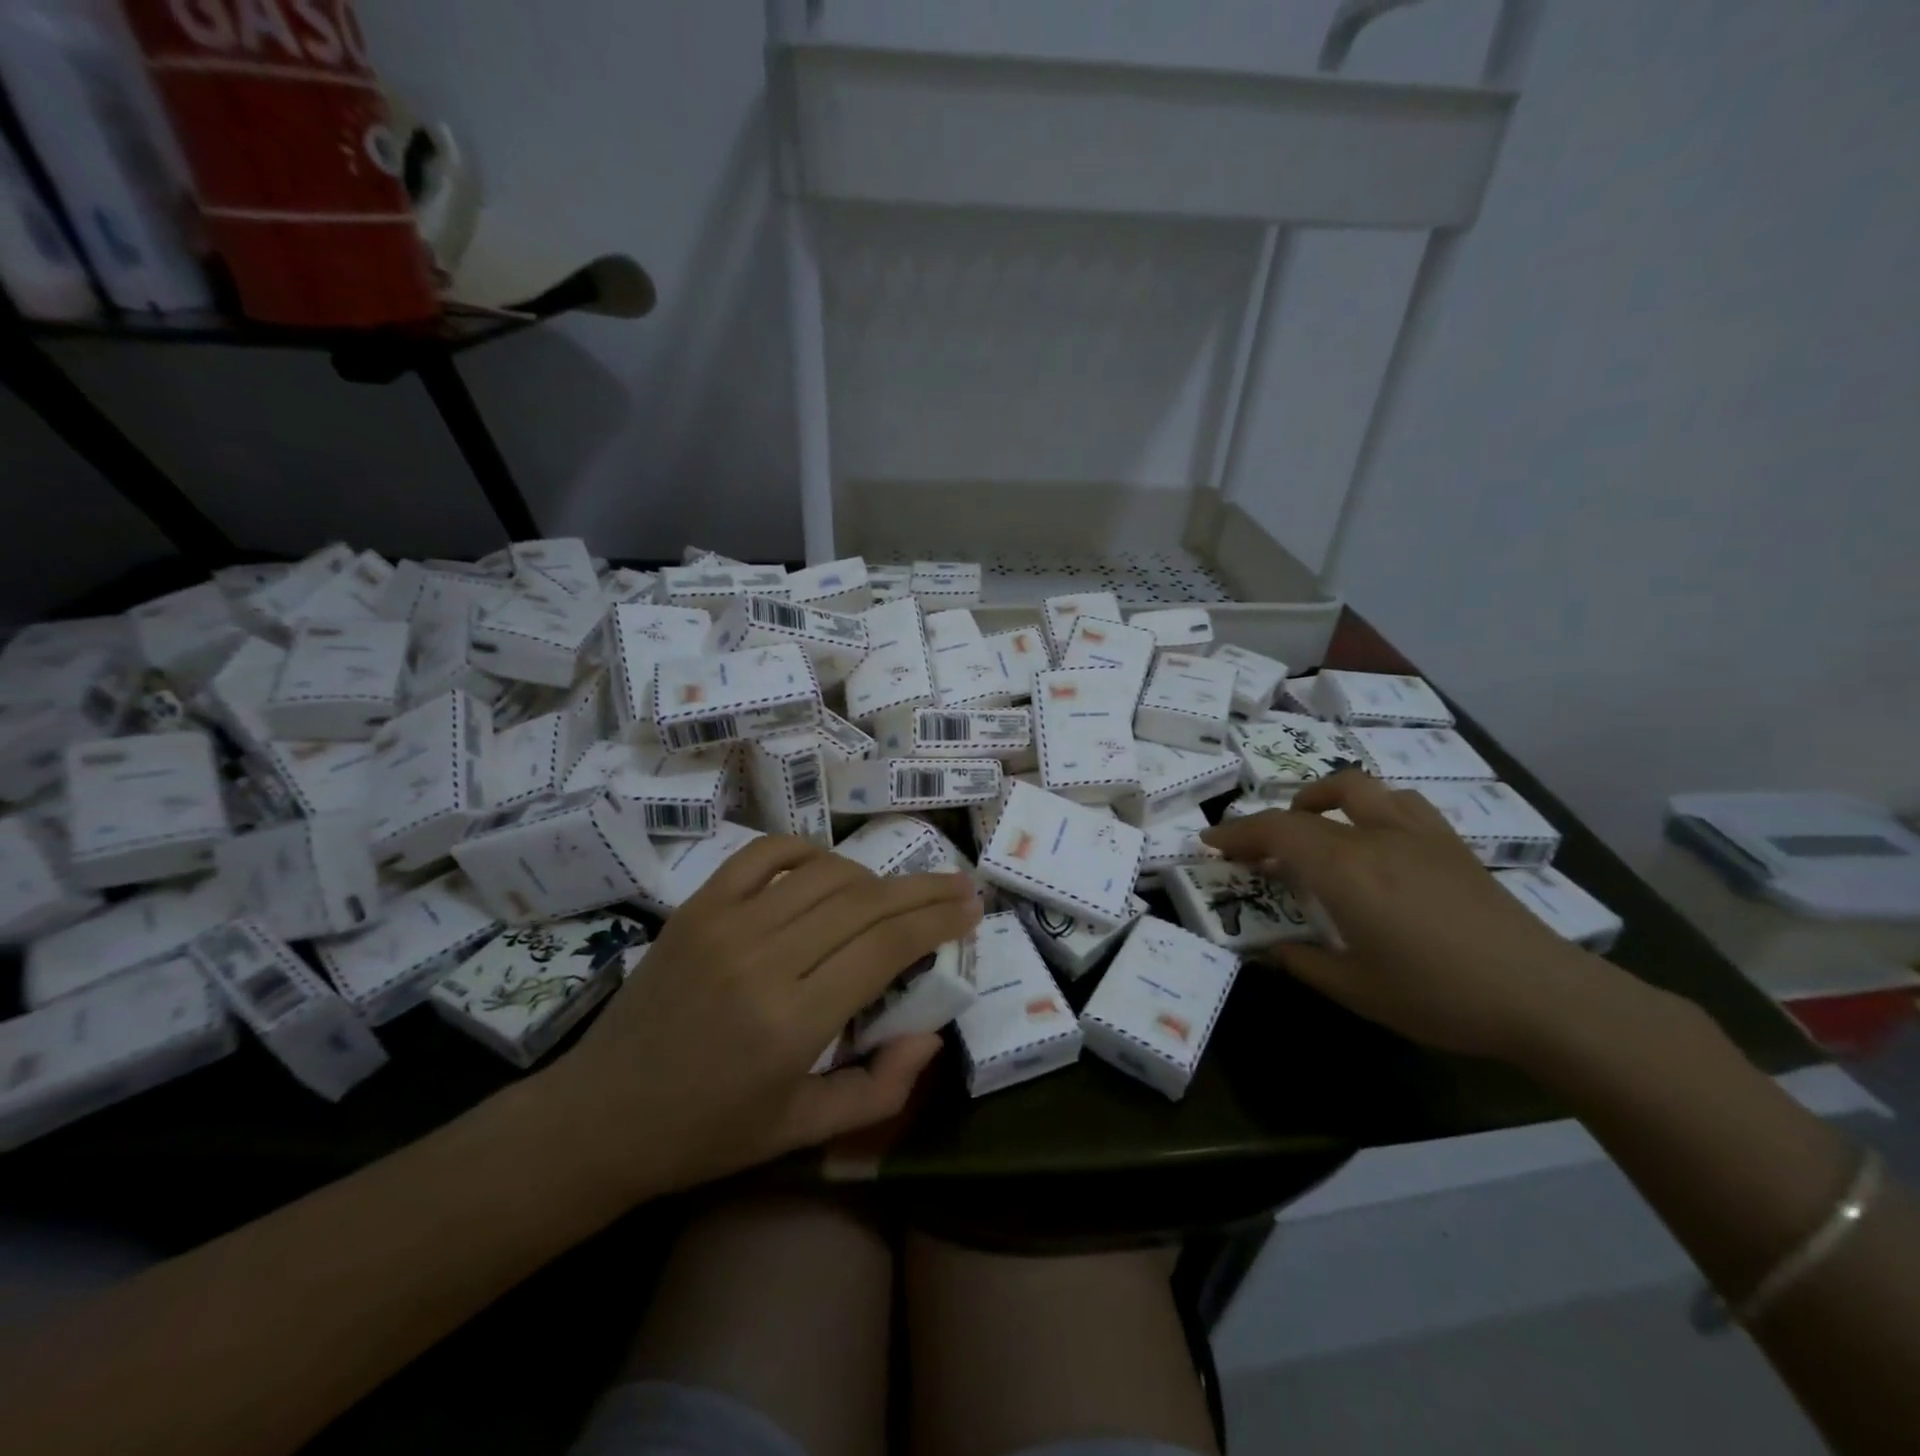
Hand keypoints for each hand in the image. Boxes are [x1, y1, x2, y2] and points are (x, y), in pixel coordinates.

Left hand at [542, 836, 981, 1194]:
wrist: (602, 1114)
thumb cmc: (707, 1132)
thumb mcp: (802, 1132)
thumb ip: (880, 1089)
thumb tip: (931, 1034)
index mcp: (794, 1022)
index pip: (887, 947)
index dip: (937, 920)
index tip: (971, 909)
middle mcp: (764, 960)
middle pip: (866, 902)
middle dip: (924, 889)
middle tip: (959, 884)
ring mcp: (726, 924)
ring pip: (824, 874)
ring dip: (872, 876)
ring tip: (895, 892)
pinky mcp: (698, 907)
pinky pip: (765, 855)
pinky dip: (806, 851)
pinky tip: (827, 867)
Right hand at [1201, 772, 1614, 1062]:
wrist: (1545, 996)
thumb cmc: (1440, 996)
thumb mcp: (1358, 991)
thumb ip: (1305, 964)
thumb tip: (1271, 950)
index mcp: (1346, 871)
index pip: (1276, 832)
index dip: (1237, 833)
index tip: (1210, 842)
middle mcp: (1376, 838)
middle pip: (1309, 806)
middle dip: (1273, 820)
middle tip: (1260, 848)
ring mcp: (1418, 835)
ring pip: (1360, 787)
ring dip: (1324, 798)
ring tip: (1315, 827)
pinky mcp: (1451, 844)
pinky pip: (1400, 803)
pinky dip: (1370, 807)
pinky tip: (1375, 840)